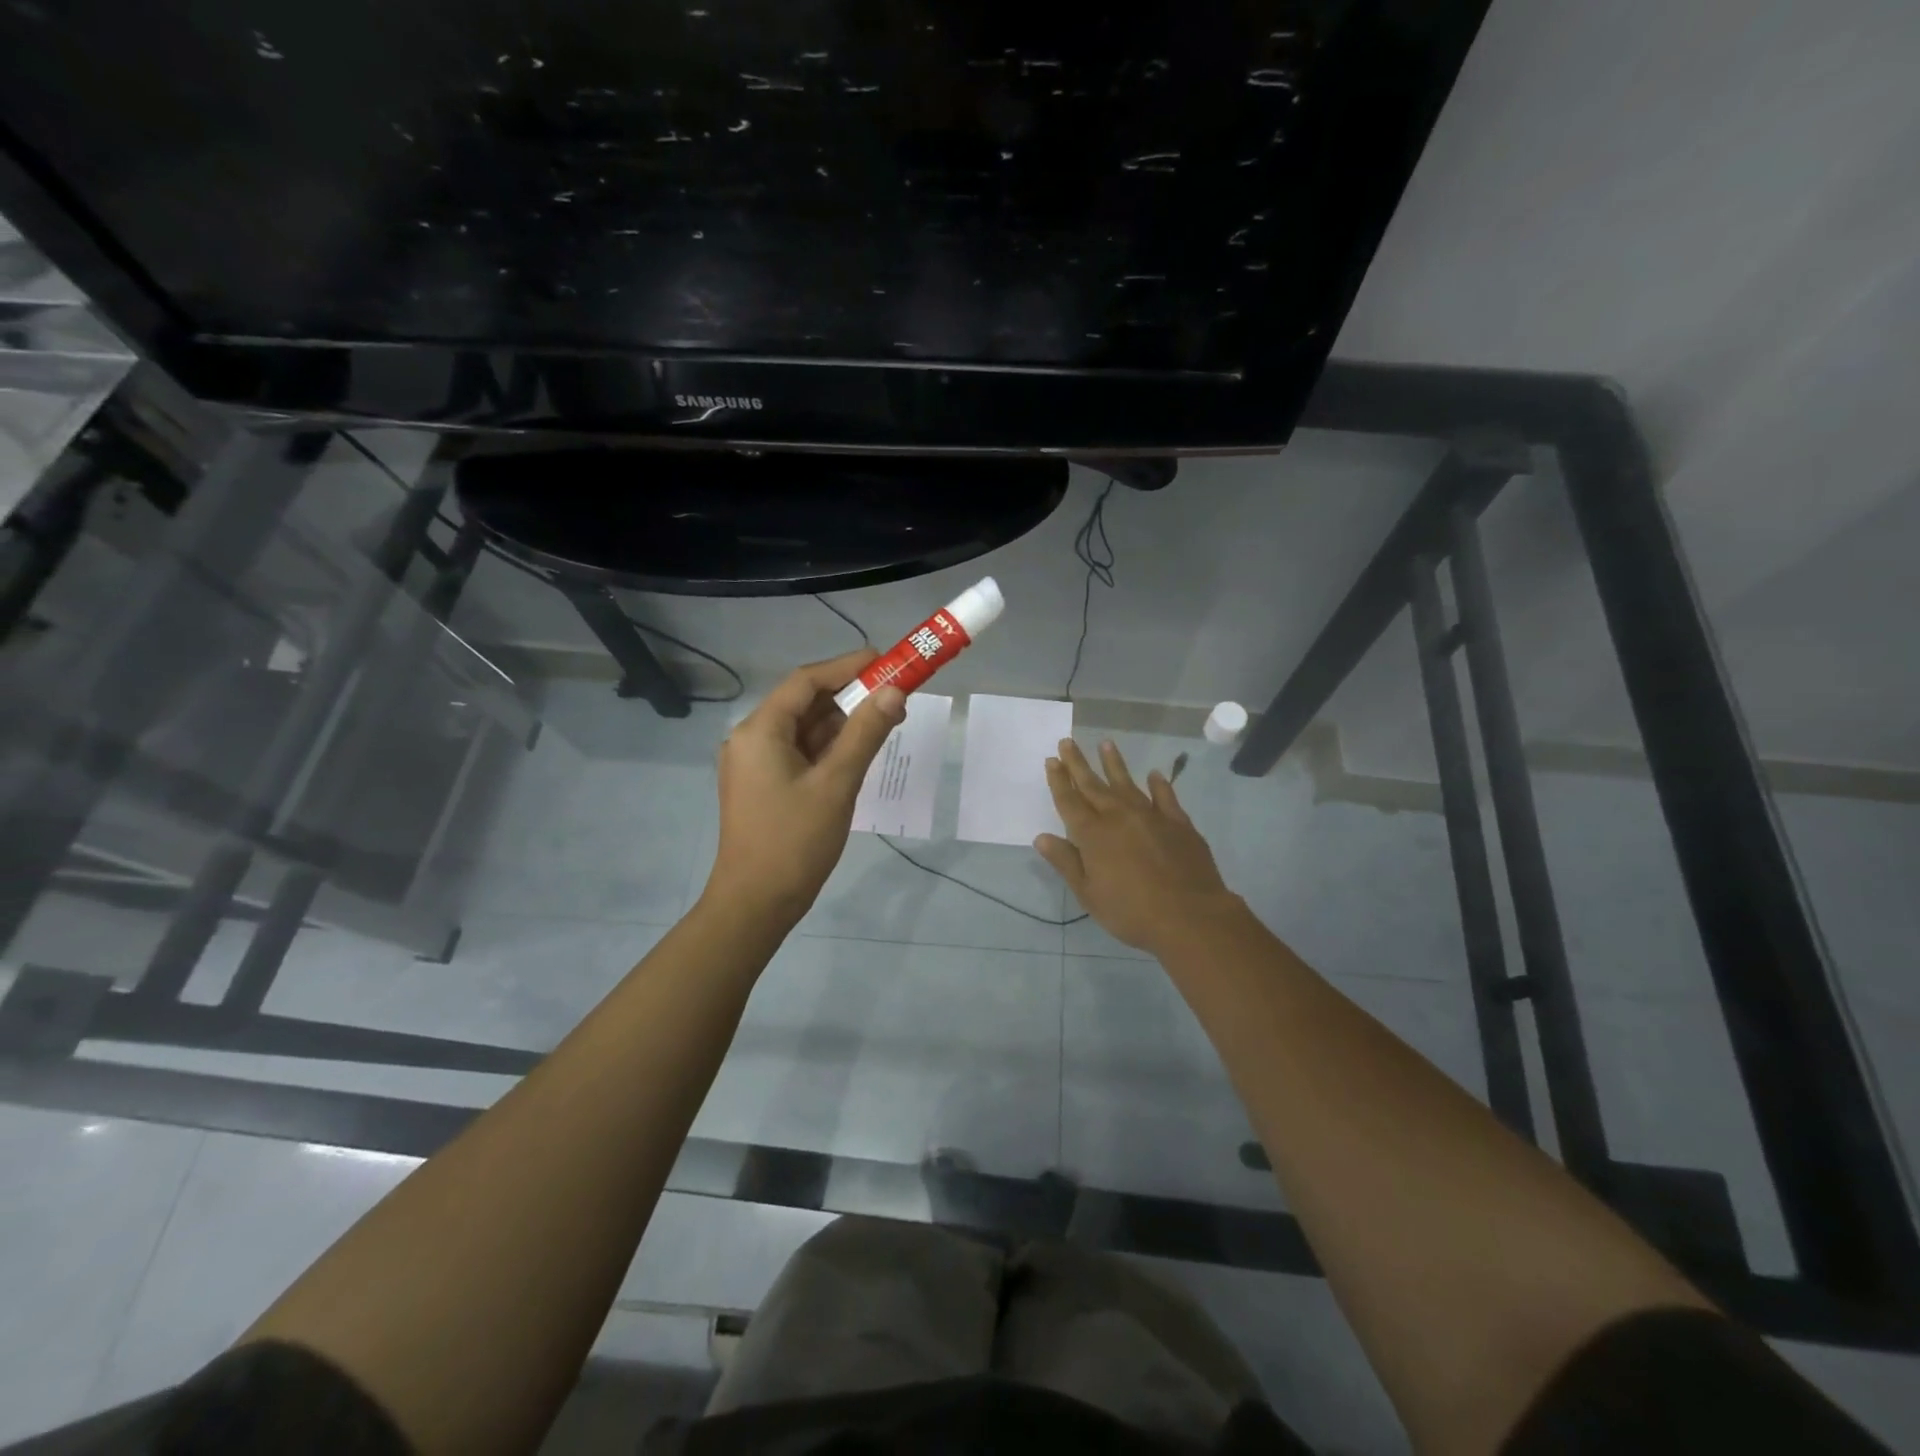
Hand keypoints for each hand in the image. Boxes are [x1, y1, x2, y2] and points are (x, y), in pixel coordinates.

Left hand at [702, 649, 905, 924]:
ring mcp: (756, 764)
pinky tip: (860, 749)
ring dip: (842, 723)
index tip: (885, 660)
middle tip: (894, 693)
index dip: (847, 667)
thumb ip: (866, 733)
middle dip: (849, 696)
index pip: (805, 681)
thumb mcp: (837, 783)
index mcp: (760, 731)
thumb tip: (896, 691)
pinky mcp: (764, 785)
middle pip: (804, 703)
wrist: (756, 903)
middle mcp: (751, 738)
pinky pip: (800, 753)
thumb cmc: (795, 841)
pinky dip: (829, 747)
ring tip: (887, 719)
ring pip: (804, 729)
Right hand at [1036, 738, 1239, 953]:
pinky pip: (1165, 797)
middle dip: (1078, 764)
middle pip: (1094, 785)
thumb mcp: (1089, 894)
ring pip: (1127, 783)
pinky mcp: (1178, 823)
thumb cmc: (1131, 911)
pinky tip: (1154, 774)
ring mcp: (1151, 816)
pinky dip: (1159, 784)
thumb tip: (1041, 837)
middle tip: (1068, 742)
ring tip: (1105, 743)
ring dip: (1114, 764)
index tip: (1052, 760)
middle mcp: (1119, 817)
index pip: (1070, 801)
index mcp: (1093, 834)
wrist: (1190, 916)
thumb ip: (1066, 862)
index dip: (1059, 780)